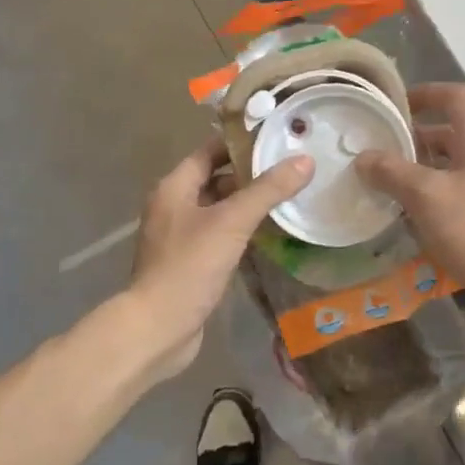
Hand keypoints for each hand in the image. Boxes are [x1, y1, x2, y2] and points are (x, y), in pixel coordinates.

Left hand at [126, 139, 312, 381]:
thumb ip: (267, 190)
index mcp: (175, 187)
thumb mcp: (232, 222)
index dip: (242, 142)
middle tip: (292, 167)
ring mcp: (181, 236)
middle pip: (217, 179)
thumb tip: (304, 161)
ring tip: (290, 196)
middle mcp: (174, 206)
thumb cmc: (190, 266)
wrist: (159, 327)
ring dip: (249, 204)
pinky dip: (243, 231)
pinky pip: (221, 236)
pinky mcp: (191, 262)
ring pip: (220, 209)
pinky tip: (272, 233)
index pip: (211, 150)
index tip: (278, 137)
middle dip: (252, 174)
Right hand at [355, 83, 464, 321]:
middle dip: (416, 135)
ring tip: (387, 179)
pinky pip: (457, 189)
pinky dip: (433, 192)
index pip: (457, 97)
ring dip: (422, 166)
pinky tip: (411, 212)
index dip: (427, 92)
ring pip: (453, 163)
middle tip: (381, 145)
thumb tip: (363, 156)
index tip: (395, 104)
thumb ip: (393, 172)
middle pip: (452, 130)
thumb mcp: (428, 197)